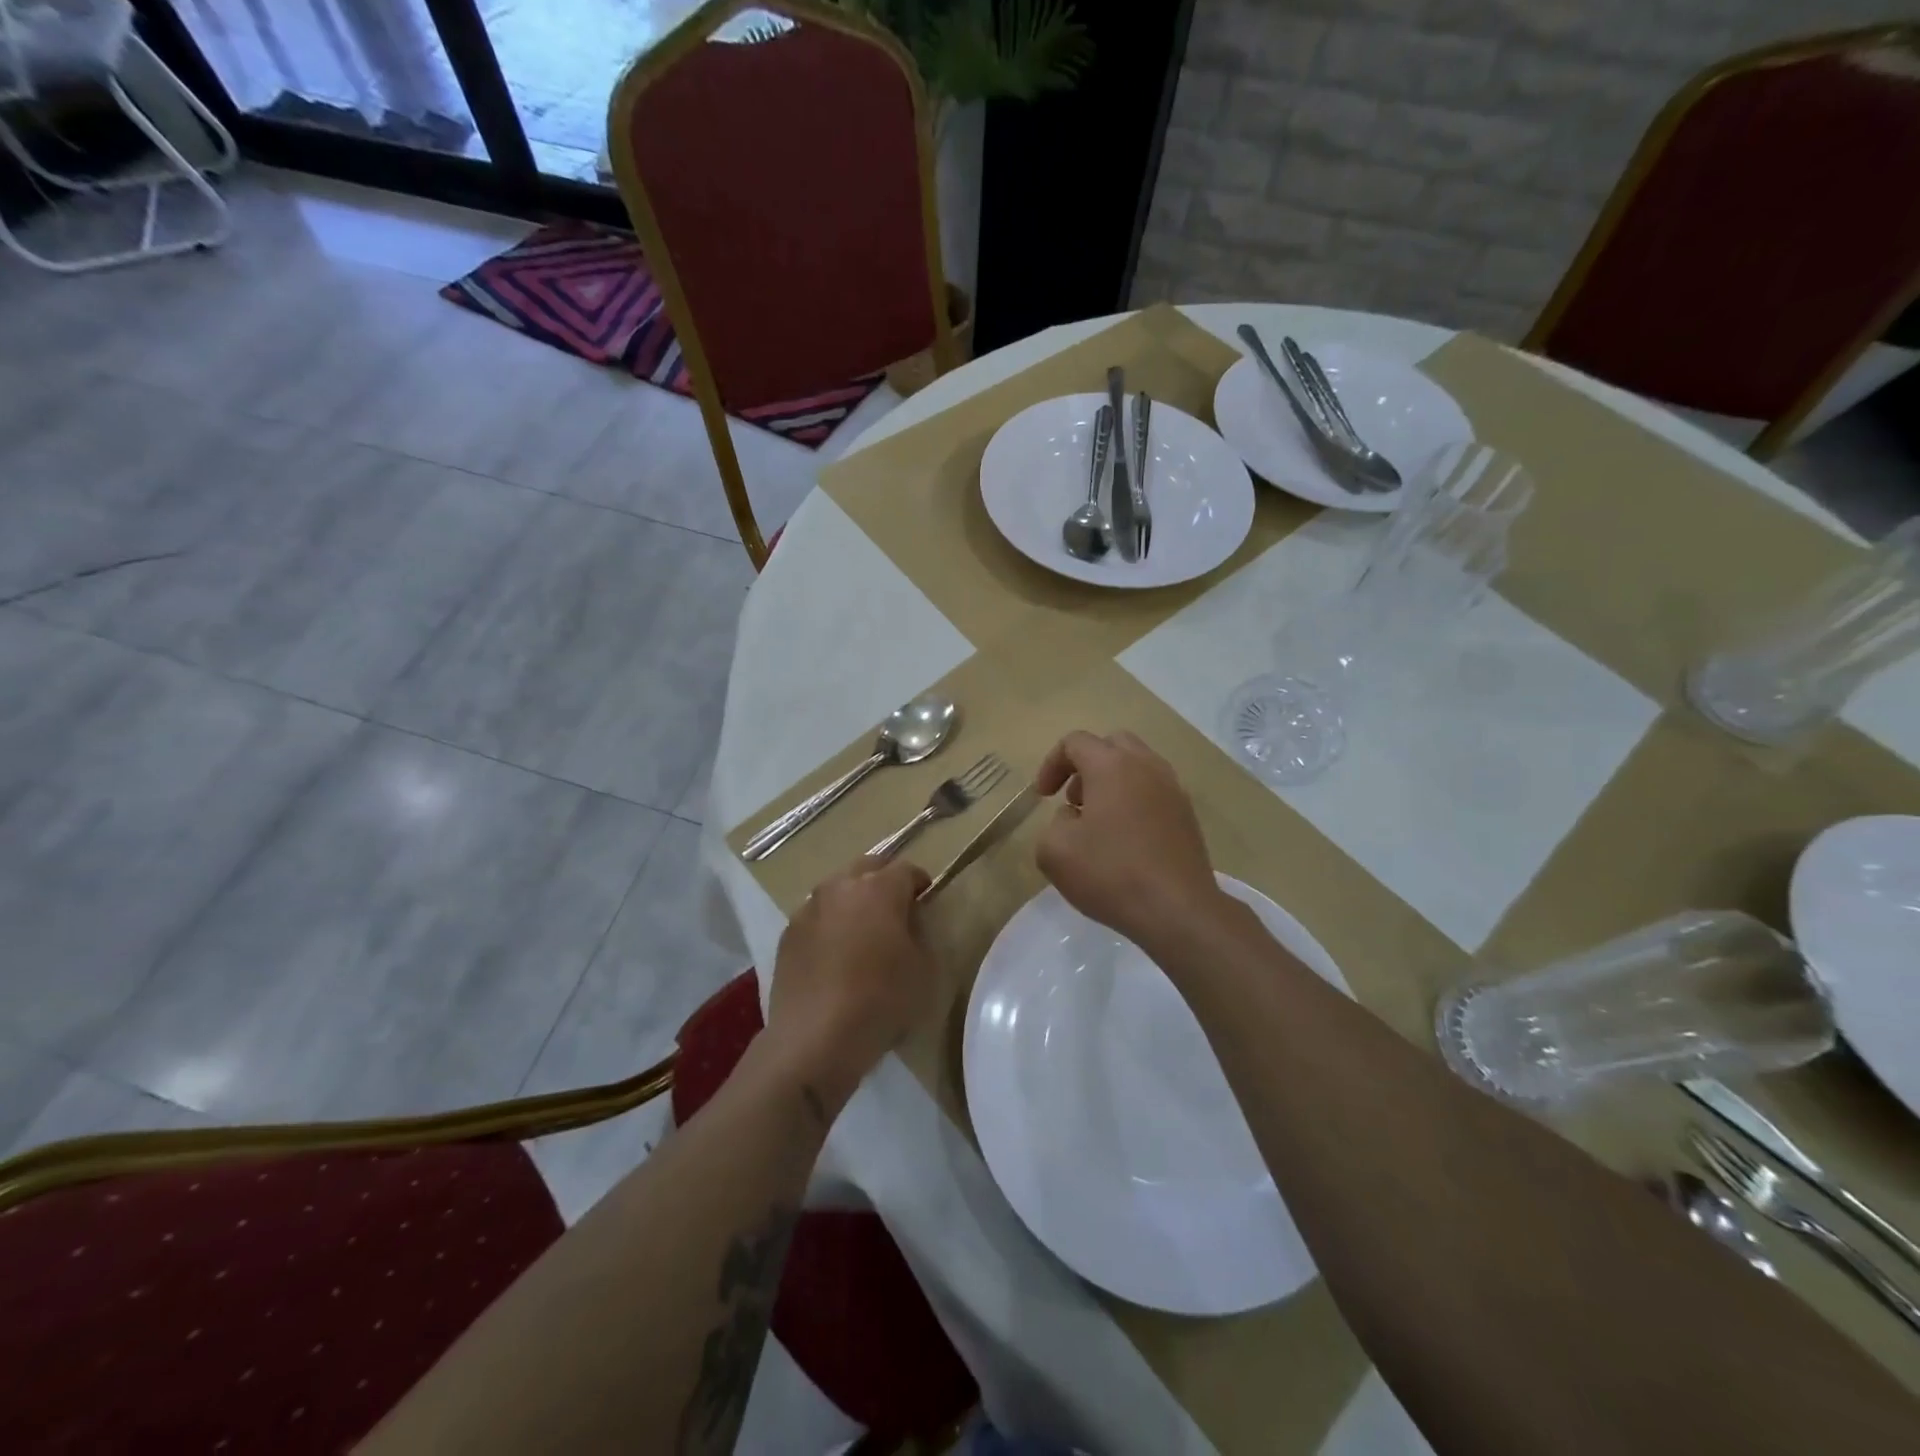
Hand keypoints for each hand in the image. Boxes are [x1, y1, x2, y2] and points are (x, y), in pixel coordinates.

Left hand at [767, 857, 939, 1112]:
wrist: (814, 1038)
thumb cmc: (880, 1001)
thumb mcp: (923, 969)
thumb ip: (919, 933)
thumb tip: (908, 920)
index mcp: (879, 889)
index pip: (906, 869)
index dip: (919, 882)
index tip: (925, 897)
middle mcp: (840, 887)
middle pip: (867, 868)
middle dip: (883, 881)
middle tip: (895, 907)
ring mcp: (809, 908)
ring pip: (837, 890)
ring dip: (852, 901)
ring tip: (861, 930)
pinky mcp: (787, 934)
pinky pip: (816, 917)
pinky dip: (829, 924)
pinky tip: (834, 953)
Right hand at [1034, 730, 1221, 946]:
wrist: (1177, 909)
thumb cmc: (1110, 873)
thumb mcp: (1054, 851)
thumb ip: (1054, 823)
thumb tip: (1073, 818)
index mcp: (1111, 765)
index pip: (1075, 742)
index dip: (1051, 764)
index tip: (1043, 796)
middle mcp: (1146, 766)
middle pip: (1112, 744)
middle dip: (1086, 765)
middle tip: (1073, 799)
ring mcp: (1173, 789)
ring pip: (1137, 766)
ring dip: (1112, 783)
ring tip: (1098, 822)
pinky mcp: (1187, 815)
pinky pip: (1154, 792)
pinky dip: (1134, 801)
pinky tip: (1125, 841)